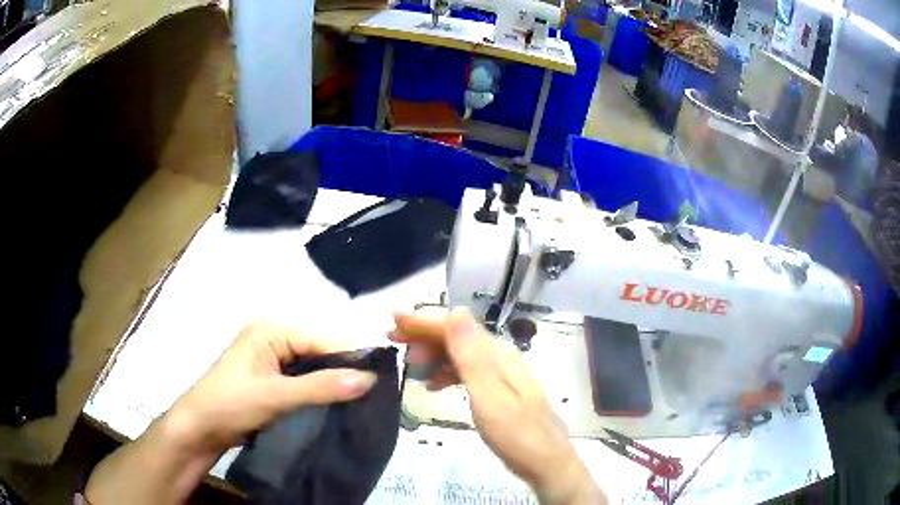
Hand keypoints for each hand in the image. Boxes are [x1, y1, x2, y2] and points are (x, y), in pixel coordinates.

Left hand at [170, 321, 377, 454]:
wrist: (199, 429)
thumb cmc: (231, 404)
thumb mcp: (276, 396)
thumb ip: (321, 387)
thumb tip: (370, 379)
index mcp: (270, 330)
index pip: (320, 340)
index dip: (350, 358)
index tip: (382, 378)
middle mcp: (272, 338)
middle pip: (317, 353)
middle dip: (342, 372)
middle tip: (375, 393)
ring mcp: (270, 359)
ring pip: (311, 369)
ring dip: (331, 384)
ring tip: (363, 401)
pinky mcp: (270, 379)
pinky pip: (302, 382)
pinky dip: (318, 392)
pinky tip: (337, 405)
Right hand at [390, 309, 604, 503]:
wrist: (546, 463)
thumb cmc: (516, 434)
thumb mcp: (489, 397)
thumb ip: (472, 357)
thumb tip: (455, 313)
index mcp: (497, 356)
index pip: (456, 327)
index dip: (423, 321)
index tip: (394, 320)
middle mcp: (500, 358)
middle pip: (458, 336)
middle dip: (424, 334)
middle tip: (392, 338)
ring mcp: (500, 375)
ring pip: (461, 354)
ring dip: (433, 353)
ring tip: (408, 361)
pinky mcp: (498, 392)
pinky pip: (467, 372)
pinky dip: (447, 373)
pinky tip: (433, 384)